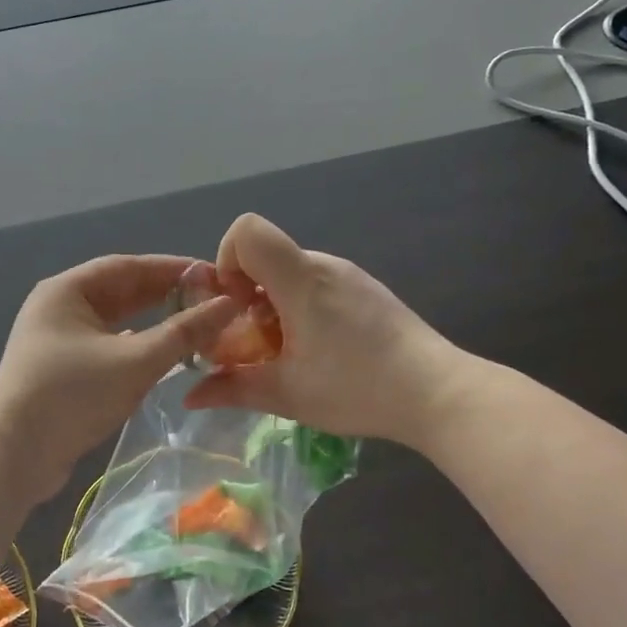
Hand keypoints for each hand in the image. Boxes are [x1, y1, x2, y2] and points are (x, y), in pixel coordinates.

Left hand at [0, 255, 237, 498]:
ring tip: (196, 326)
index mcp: (67, 290)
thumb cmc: (73, 395)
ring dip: (153, 323)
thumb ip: (184, 332)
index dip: (173, 269)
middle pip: (122, 292)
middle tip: (212, 302)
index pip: (129, 266)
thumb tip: (228, 305)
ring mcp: (58, 340)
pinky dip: (137, 347)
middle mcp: (60, 307)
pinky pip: (108, 347)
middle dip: (166, 296)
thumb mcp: (135, 361)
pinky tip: (164, 355)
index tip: (214, 275)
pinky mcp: (62, 370)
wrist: (13, 455)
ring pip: (115, 322)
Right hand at [184, 214, 456, 443]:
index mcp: (300, 279)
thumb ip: (232, 389)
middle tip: (257, 344)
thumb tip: (190, 396)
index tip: (235, 305)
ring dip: (275, 306)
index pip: (247, 230)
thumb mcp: (287, 394)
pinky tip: (320, 350)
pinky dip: (301, 309)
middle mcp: (324, 265)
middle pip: (266, 256)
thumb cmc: (357, 388)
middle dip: (247, 295)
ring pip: (291, 273)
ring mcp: (350, 275)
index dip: (227, 260)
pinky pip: (317, 285)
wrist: (437, 392)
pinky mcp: (367, 290)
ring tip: (291, 354)